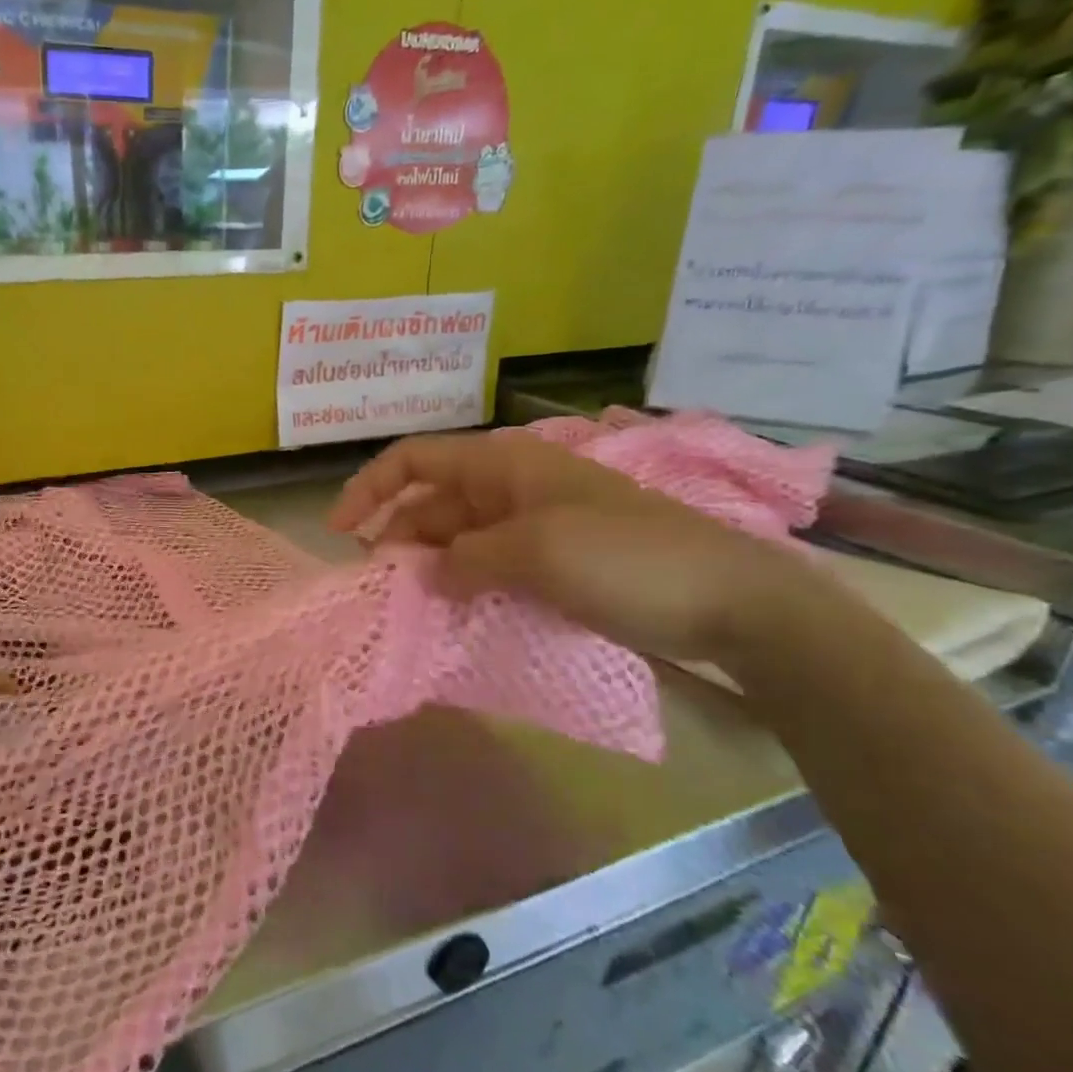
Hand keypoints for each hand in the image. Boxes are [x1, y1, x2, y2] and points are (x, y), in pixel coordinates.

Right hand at [328, 429, 820, 664]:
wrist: (732, 600)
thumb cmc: (628, 558)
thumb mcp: (535, 553)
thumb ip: (465, 560)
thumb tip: (424, 575)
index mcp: (503, 464)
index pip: (415, 460)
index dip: (370, 488)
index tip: (340, 532)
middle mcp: (510, 486)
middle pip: (431, 503)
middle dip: (397, 537)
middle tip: (377, 587)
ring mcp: (531, 524)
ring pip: (457, 537)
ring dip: (429, 565)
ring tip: (408, 605)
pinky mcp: (550, 559)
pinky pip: (488, 563)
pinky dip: (463, 583)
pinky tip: (451, 611)